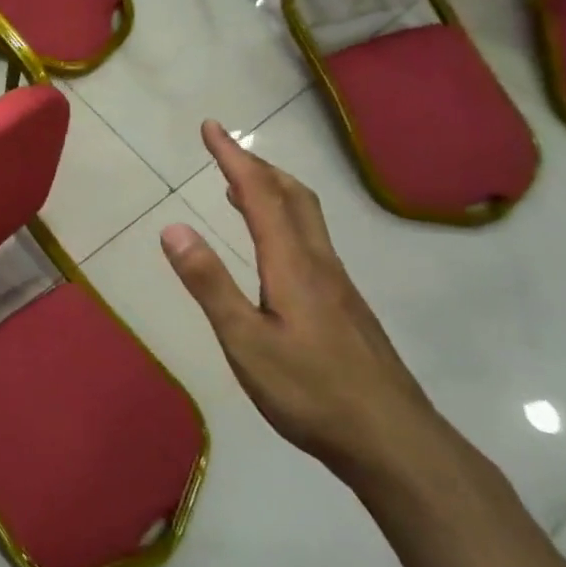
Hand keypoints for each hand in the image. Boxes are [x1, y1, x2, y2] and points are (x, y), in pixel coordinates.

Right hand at [159, 120, 441, 485]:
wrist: (392, 440)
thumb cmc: (311, 391)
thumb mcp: (245, 341)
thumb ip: (210, 284)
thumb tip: (173, 228)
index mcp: (293, 264)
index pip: (260, 195)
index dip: (233, 158)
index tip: (211, 127)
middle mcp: (320, 262)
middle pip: (293, 196)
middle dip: (257, 165)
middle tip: (225, 149)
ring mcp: (338, 284)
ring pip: (307, 218)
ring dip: (273, 190)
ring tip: (241, 186)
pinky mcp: (345, 306)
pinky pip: (311, 241)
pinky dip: (285, 220)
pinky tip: (274, 247)